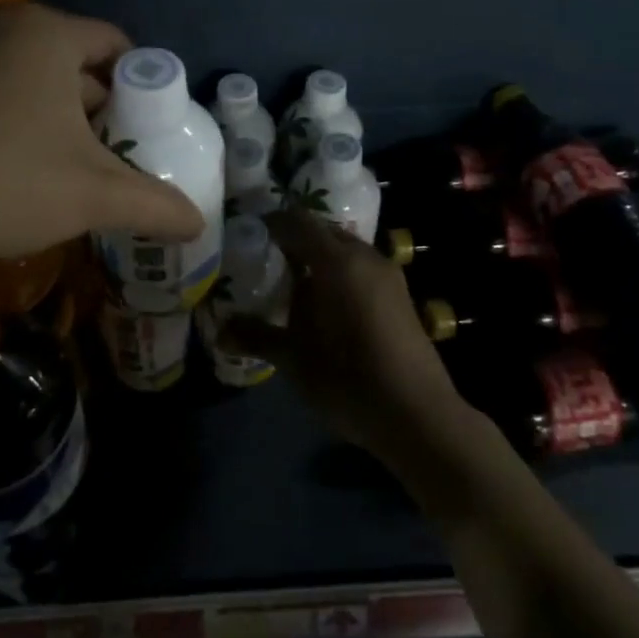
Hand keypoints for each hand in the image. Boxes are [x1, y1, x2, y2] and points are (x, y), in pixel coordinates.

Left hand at [0, 5, 204, 309]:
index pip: (115, 44)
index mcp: (47, 34)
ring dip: (47, 111)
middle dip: (93, 104)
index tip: (143, 128)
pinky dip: (2, 114)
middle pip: (69, 59)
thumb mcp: (92, 196)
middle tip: (106, 154)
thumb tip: (198, 223)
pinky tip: (0, 164)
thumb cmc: (4, 181)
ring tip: (56, 164)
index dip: (139, 86)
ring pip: (22, 74)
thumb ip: (153, 204)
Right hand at [228, 212, 468, 456]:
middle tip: (264, 256)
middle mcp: (365, 256)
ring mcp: (387, 274)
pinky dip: (338, 270)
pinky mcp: (399, 294)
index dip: (271, 223)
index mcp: (337, 261)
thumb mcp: (294, 359)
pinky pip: (360, 266)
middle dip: (294, 237)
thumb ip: (257, 336)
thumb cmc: (349, 379)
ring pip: (345, 248)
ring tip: (291, 279)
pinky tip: (324, 301)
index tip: (247, 233)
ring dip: (318, 255)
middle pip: (323, 230)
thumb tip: (220, 330)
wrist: (418, 415)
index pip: (297, 222)